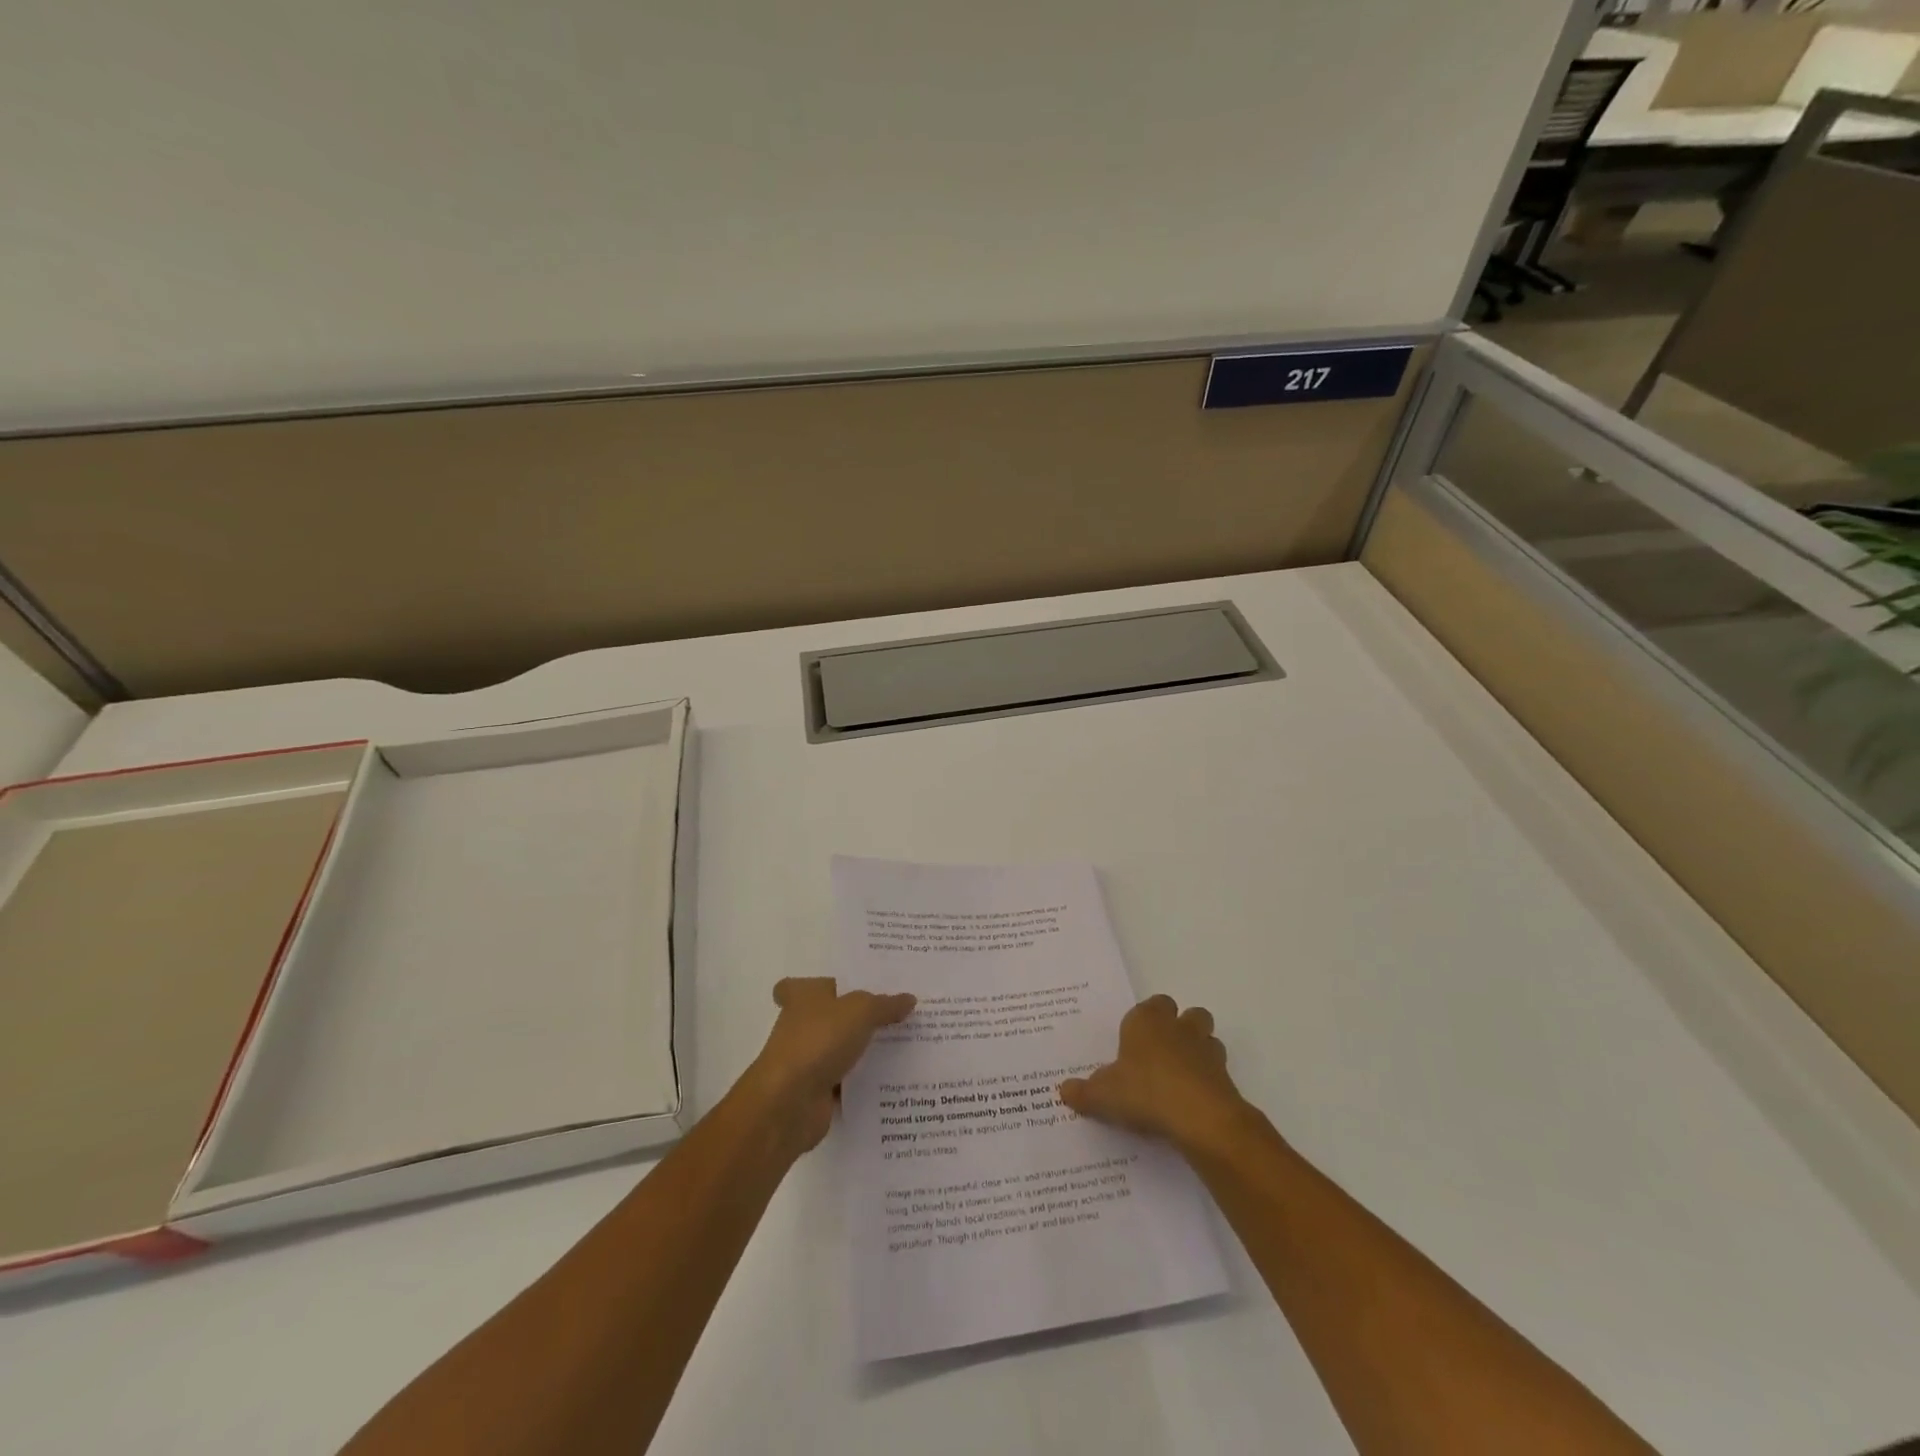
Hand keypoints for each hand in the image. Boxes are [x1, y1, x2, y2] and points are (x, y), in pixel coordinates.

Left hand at [741, 977, 915, 1153]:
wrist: (789, 1103)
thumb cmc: (819, 1041)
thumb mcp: (860, 1011)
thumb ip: (885, 1004)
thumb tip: (909, 999)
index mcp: (803, 996)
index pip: (805, 984)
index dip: (824, 984)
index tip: (853, 986)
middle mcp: (801, 1025)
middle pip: (832, 1015)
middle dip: (858, 1015)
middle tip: (897, 1011)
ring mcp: (808, 1059)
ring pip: (842, 1048)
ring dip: (865, 1049)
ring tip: (907, 1042)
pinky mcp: (817, 1091)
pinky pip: (848, 1081)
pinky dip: (865, 1081)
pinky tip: (896, 1077)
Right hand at [1059, 995, 1250, 1155]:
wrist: (1199, 1118)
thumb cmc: (1145, 1092)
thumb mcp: (1103, 1095)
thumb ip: (1084, 1092)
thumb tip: (1064, 1090)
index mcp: (1147, 1021)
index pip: (1152, 1004)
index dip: (1146, 1020)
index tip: (1135, 1040)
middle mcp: (1179, 1028)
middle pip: (1189, 1014)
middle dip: (1181, 1028)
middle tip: (1161, 1054)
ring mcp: (1207, 1051)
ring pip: (1208, 1039)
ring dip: (1199, 1051)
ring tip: (1181, 1077)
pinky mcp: (1226, 1077)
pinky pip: (1217, 1071)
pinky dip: (1209, 1081)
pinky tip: (1193, 1103)